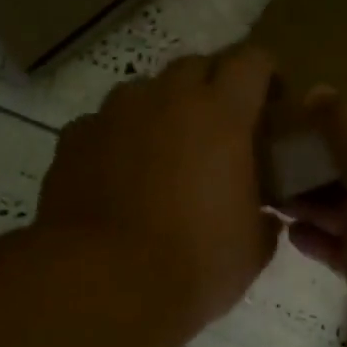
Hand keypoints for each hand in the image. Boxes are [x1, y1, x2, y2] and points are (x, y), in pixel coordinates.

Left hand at [37, 47, 280, 333]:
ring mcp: (113, 115)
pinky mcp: (74, 139)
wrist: (103, 285)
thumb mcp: (252, 249)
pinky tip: (120, 175)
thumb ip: (264, 219)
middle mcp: (166, 99)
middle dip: (214, 86)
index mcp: (221, 116)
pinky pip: (104, 123)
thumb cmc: (194, 264)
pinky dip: (120, 139)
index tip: (272, 99)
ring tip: (166, 151)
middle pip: (196, 65)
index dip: (266, 73)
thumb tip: (263, 215)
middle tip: (221, 127)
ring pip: (145, 90)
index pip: (251, 61)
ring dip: (163, 109)